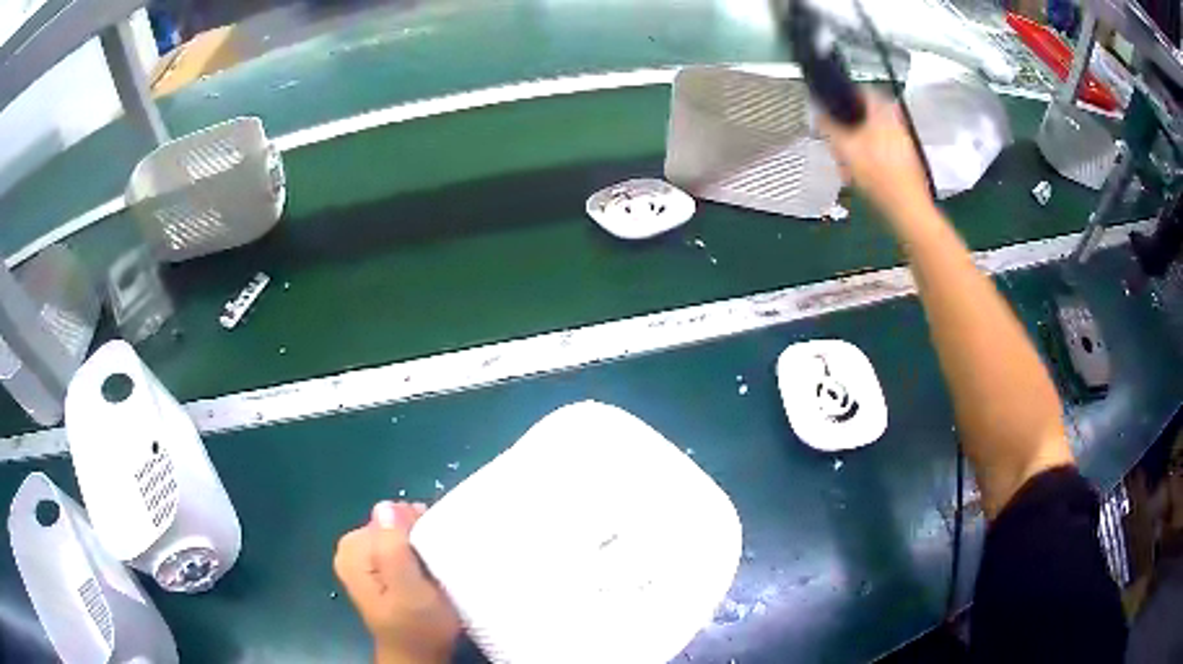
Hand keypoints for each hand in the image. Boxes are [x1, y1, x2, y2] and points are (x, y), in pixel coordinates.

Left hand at [334, 501, 460, 663]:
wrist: (418, 655)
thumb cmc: (417, 628)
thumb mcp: (409, 591)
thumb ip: (393, 550)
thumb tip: (385, 507)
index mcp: (353, 550)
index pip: (390, 516)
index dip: (418, 530)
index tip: (436, 554)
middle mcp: (352, 548)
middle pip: (393, 521)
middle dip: (418, 537)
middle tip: (436, 565)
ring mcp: (363, 557)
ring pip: (399, 532)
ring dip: (420, 546)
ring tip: (433, 571)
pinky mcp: (377, 566)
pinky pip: (400, 544)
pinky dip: (416, 554)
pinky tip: (426, 573)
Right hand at [819, 92, 933, 227]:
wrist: (907, 208)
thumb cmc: (877, 174)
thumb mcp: (845, 148)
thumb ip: (828, 128)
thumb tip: (816, 113)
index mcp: (882, 114)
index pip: (866, 91)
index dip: (849, 93)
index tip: (836, 102)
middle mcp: (896, 124)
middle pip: (872, 114)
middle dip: (854, 122)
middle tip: (841, 133)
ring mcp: (905, 143)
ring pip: (879, 133)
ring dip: (863, 141)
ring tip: (849, 157)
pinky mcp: (909, 162)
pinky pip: (887, 150)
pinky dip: (874, 155)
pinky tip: (864, 173)